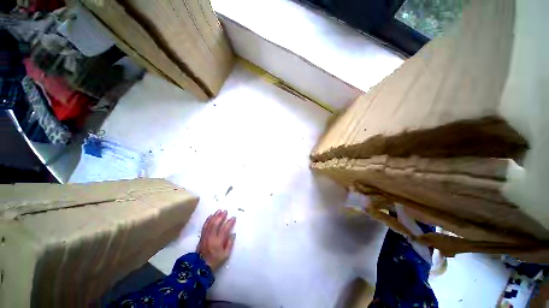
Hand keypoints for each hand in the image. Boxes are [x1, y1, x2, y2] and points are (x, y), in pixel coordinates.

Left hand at [196, 210, 235, 269]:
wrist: (200, 267)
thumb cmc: (215, 261)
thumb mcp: (225, 255)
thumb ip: (230, 244)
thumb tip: (233, 234)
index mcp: (218, 242)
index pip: (225, 229)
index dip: (229, 222)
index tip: (233, 217)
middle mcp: (211, 237)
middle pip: (216, 224)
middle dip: (221, 216)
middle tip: (225, 211)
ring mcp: (205, 236)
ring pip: (210, 224)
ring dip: (215, 216)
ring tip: (219, 210)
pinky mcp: (201, 237)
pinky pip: (204, 226)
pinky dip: (208, 220)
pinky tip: (211, 216)